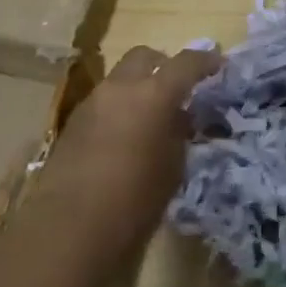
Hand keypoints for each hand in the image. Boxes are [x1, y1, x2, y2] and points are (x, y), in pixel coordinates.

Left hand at [26, 45, 220, 267]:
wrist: (68, 230)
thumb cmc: (134, 202)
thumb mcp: (172, 169)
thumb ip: (177, 134)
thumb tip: (176, 119)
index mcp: (154, 94)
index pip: (186, 63)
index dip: (204, 61)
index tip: (217, 64)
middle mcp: (120, 88)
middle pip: (144, 56)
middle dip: (163, 64)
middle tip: (177, 87)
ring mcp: (92, 103)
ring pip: (120, 79)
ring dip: (137, 88)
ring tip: (148, 118)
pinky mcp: (71, 124)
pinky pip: (102, 102)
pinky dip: (118, 108)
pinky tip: (123, 137)